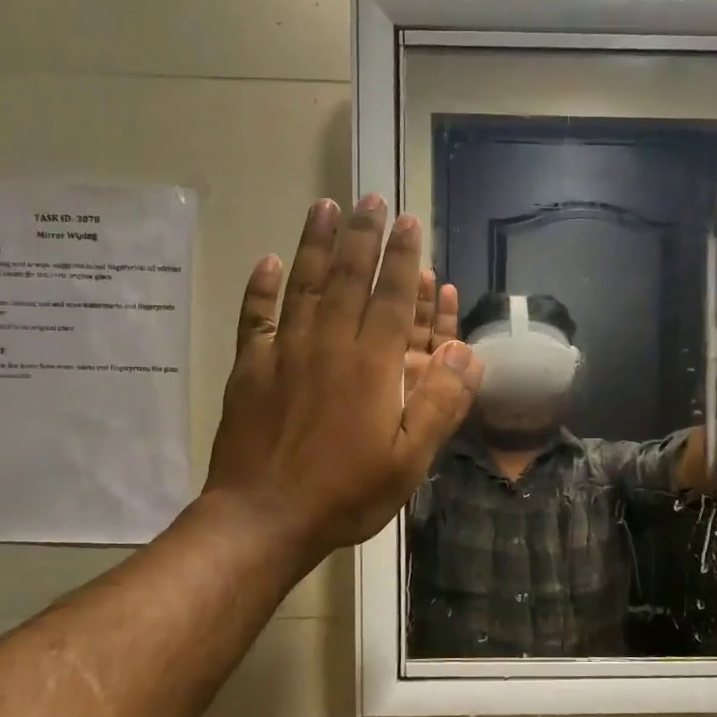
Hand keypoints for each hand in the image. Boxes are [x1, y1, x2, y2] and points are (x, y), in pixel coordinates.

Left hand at [206, 196, 481, 561]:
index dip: (402, 258)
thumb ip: (440, 404)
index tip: (408, 222)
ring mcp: (283, 354)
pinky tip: (268, 262)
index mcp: (370, 366)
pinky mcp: (249, 370)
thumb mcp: (409, 460)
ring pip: (303, 286)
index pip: (390, 298)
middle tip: (370, 198)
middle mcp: (327, 346)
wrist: (264, 518)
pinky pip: (255, 318)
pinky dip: (261, 288)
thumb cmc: (346, 493)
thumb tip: (467, 352)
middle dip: (362, 236)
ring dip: (316, 244)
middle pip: (348, 278)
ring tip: (324, 206)